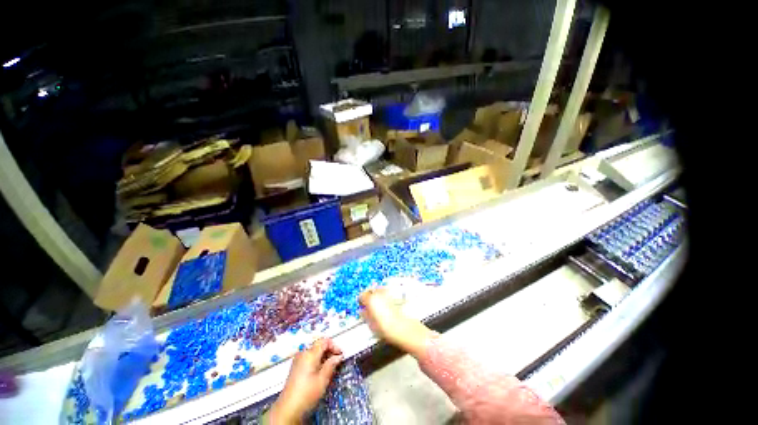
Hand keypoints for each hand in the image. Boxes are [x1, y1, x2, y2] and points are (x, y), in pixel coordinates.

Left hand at [270, 338, 342, 423]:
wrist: (288, 409)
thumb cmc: (307, 393)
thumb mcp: (322, 380)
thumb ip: (331, 365)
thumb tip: (338, 356)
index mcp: (310, 354)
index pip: (324, 341)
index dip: (334, 346)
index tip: (340, 355)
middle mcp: (303, 353)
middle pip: (319, 345)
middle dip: (329, 351)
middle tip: (336, 361)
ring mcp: (298, 360)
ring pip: (314, 351)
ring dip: (323, 356)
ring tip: (329, 367)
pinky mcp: (295, 367)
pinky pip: (308, 357)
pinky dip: (316, 360)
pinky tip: (320, 371)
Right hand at [359, 288, 435, 356]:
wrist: (403, 328)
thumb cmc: (385, 328)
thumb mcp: (370, 324)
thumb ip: (365, 315)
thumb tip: (361, 311)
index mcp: (370, 299)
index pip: (361, 295)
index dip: (361, 302)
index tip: (362, 308)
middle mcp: (378, 293)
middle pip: (370, 290)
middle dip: (368, 297)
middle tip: (368, 307)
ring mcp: (387, 293)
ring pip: (378, 290)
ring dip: (375, 295)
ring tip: (377, 306)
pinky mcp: (394, 295)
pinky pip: (385, 292)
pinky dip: (382, 296)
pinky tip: (384, 306)